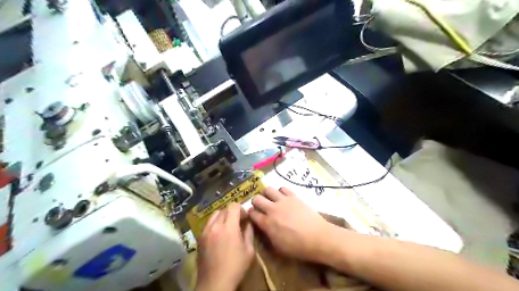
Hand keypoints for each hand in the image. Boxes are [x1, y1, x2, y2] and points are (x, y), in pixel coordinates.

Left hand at [196, 204, 254, 289]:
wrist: (214, 284)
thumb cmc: (235, 268)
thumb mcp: (249, 251)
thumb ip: (249, 232)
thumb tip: (248, 222)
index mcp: (229, 227)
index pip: (233, 206)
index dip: (241, 209)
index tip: (244, 218)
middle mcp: (215, 226)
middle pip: (224, 209)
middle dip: (232, 213)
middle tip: (238, 223)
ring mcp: (205, 231)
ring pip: (214, 215)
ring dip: (223, 217)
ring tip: (227, 228)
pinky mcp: (199, 238)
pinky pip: (208, 224)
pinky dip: (215, 224)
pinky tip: (219, 236)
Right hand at [247, 187, 332, 261]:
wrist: (318, 237)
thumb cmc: (298, 247)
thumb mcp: (278, 247)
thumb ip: (267, 234)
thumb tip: (262, 226)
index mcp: (267, 223)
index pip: (252, 214)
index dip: (251, 215)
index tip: (253, 216)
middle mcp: (272, 209)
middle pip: (256, 199)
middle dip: (256, 203)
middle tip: (261, 207)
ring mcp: (283, 201)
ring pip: (267, 189)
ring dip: (266, 194)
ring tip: (271, 199)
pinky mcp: (293, 196)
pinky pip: (282, 188)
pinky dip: (280, 192)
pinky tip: (283, 197)